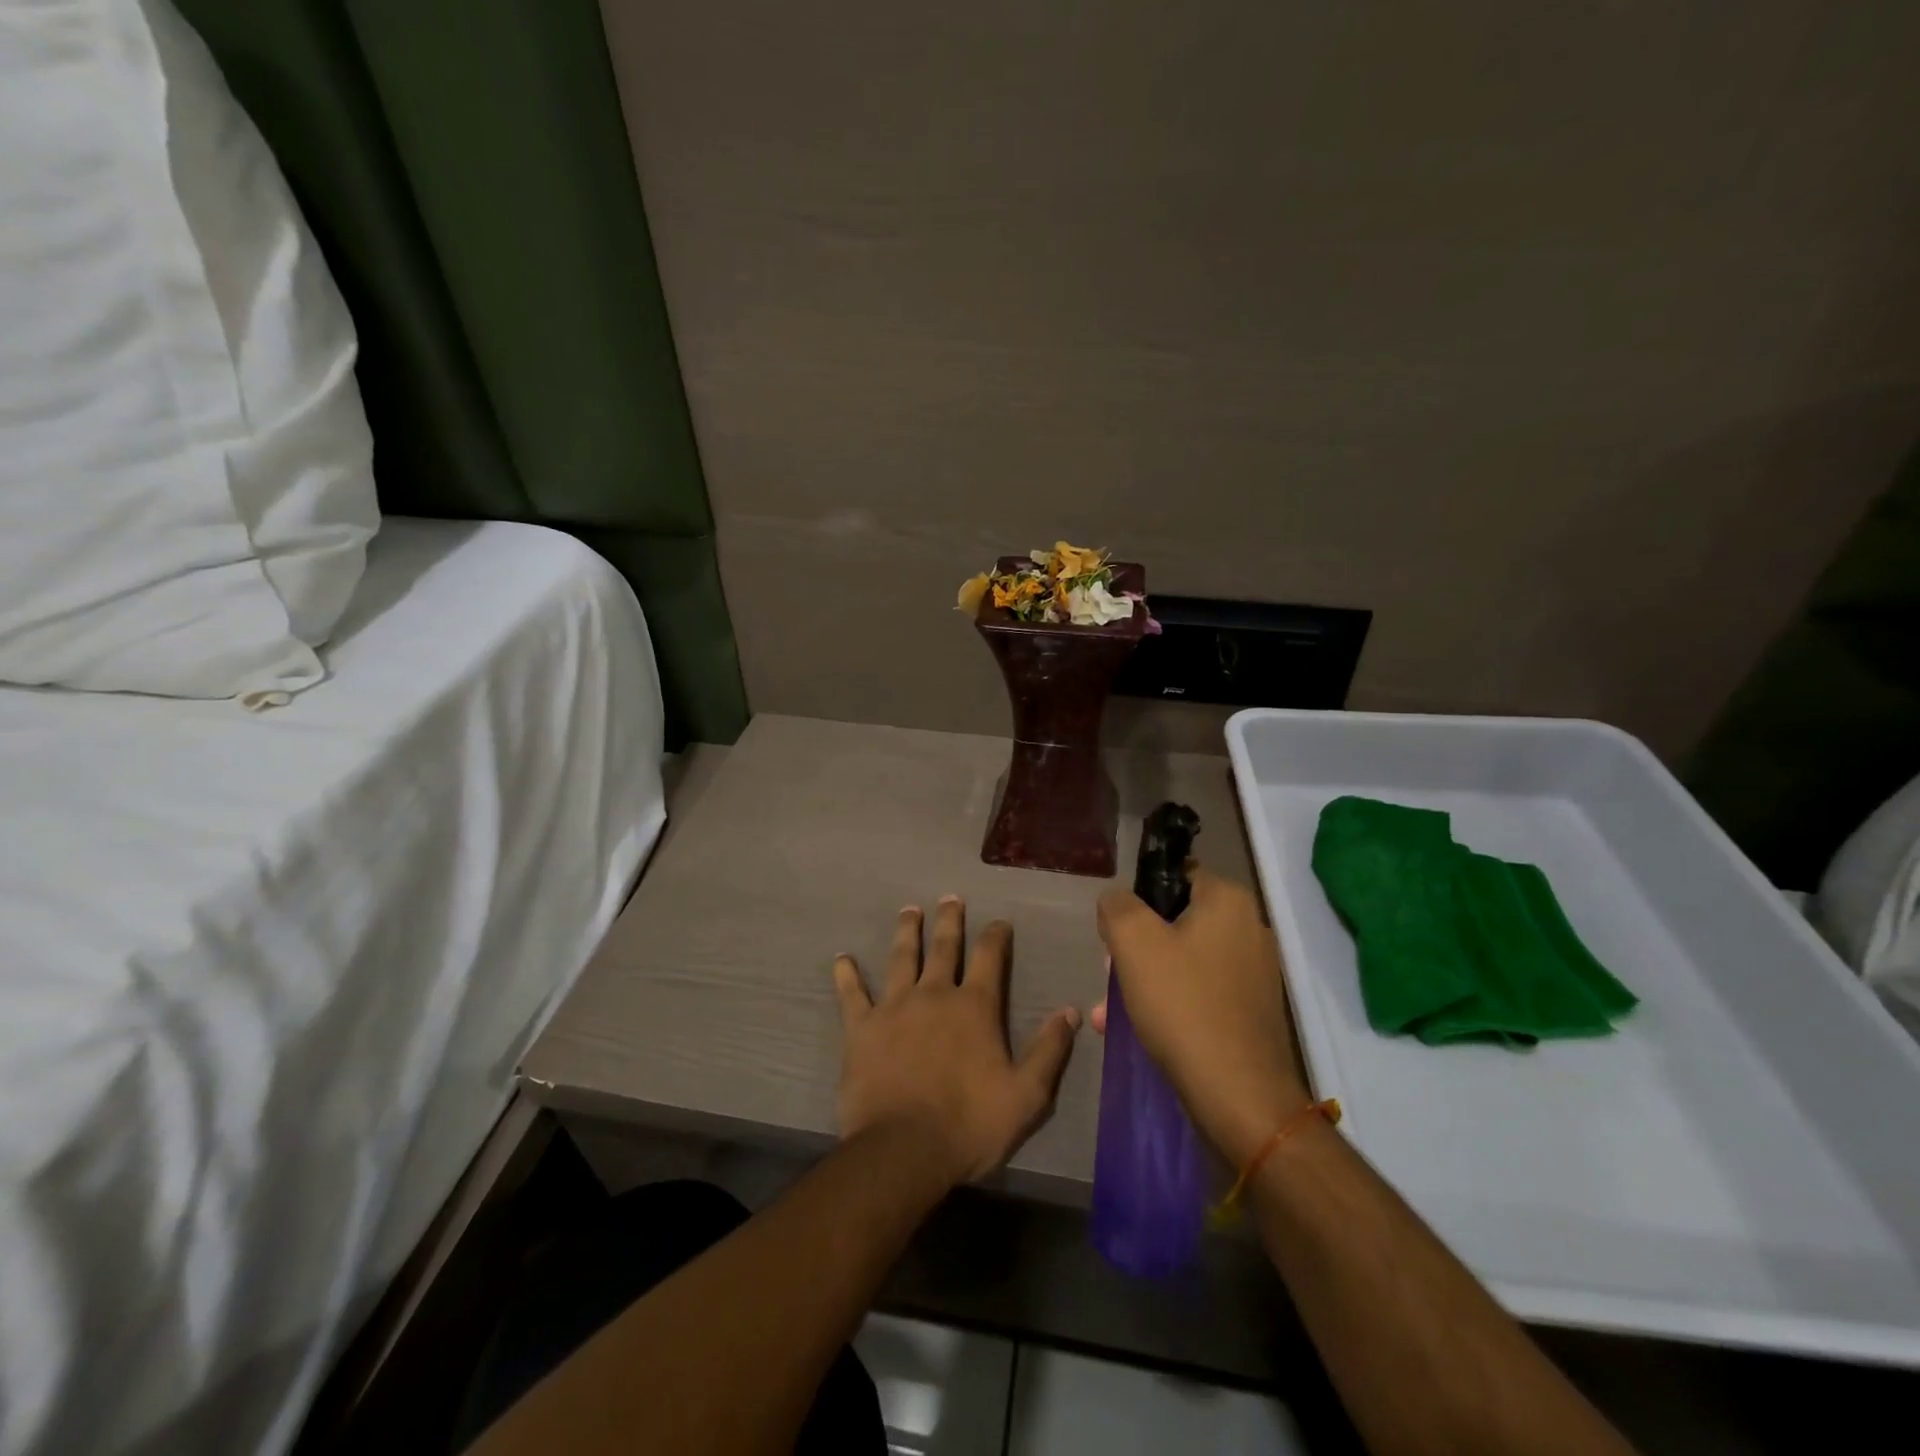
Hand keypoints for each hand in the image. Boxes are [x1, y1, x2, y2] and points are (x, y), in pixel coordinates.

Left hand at [834, 897, 1080, 1184]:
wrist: (903, 1150)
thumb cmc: (969, 1124)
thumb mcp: (1026, 1095)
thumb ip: (1049, 1050)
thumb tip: (1071, 1011)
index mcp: (974, 1007)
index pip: (990, 957)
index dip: (996, 936)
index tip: (999, 923)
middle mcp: (934, 994)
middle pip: (944, 946)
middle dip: (949, 920)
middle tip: (949, 898)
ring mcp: (894, 1007)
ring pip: (901, 958)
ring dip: (907, 932)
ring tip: (909, 911)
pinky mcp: (862, 1028)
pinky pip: (852, 994)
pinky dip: (846, 975)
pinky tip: (842, 958)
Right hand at [1096, 868, 1307, 1166]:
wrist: (1239, 1096)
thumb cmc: (1183, 1005)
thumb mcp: (1133, 942)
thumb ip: (1117, 905)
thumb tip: (1117, 901)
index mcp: (1229, 900)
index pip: (1173, 875)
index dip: (1137, 899)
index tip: (1116, 932)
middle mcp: (1250, 928)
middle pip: (1176, 919)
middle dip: (1137, 945)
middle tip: (1112, 973)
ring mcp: (1256, 972)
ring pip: (1185, 959)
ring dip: (1146, 977)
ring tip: (1112, 1011)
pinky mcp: (1252, 1010)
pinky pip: (1200, 991)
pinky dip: (1170, 1002)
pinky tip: (1141, 1028)